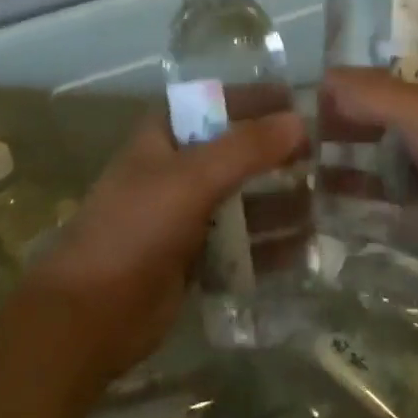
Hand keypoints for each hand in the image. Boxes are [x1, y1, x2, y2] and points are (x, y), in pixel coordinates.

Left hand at [21, 110, 306, 380]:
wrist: (89, 316)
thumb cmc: (135, 229)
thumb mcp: (192, 178)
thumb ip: (246, 147)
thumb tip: (299, 121)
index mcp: (165, 135)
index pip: (218, 102)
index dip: (259, 100)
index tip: (305, 104)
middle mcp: (178, 168)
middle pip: (238, 152)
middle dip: (280, 155)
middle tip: (329, 159)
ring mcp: (186, 214)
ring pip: (244, 199)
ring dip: (282, 201)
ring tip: (328, 205)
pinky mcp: (196, 256)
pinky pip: (242, 241)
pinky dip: (271, 243)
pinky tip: (307, 248)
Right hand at [321, 39, 417, 294]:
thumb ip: (369, 91)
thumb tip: (324, 80)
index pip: (406, 48)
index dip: (369, 52)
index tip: (324, 68)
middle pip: (388, 100)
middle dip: (348, 109)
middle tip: (300, 123)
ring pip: (386, 146)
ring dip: (349, 152)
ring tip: (300, 161)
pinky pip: (389, 190)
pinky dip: (361, 193)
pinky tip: (324, 198)